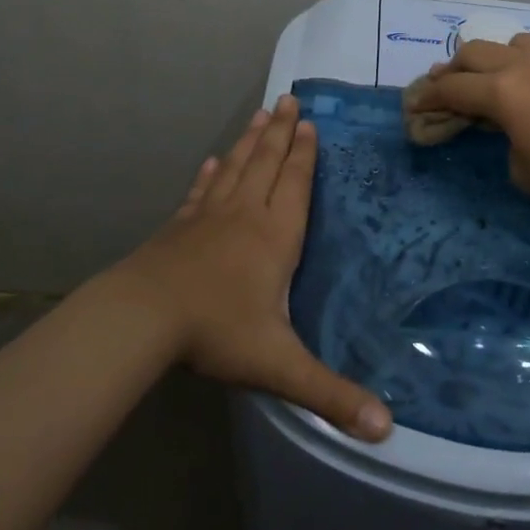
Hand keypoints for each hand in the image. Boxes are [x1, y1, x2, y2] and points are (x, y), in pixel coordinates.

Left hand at [111, 96, 392, 441]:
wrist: (143, 317)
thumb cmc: (217, 332)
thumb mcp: (279, 366)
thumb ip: (331, 395)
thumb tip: (386, 430)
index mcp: (275, 236)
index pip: (295, 185)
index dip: (305, 154)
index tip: (310, 123)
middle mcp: (245, 215)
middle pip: (267, 163)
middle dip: (281, 132)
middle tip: (289, 99)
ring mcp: (208, 217)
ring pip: (236, 168)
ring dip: (250, 141)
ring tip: (261, 114)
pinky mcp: (179, 226)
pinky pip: (201, 191)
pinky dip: (210, 174)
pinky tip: (213, 161)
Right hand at [414, 34, 529, 221]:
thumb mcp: (522, 171)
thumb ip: (503, 139)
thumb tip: (508, 126)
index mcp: (503, 93)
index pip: (452, 88)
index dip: (428, 96)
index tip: (416, 103)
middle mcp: (524, 64)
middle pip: (474, 52)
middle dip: (454, 69)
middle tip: (448, 86)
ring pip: (511, 42)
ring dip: (494, 58)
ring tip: (496, 78)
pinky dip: (529, 63)